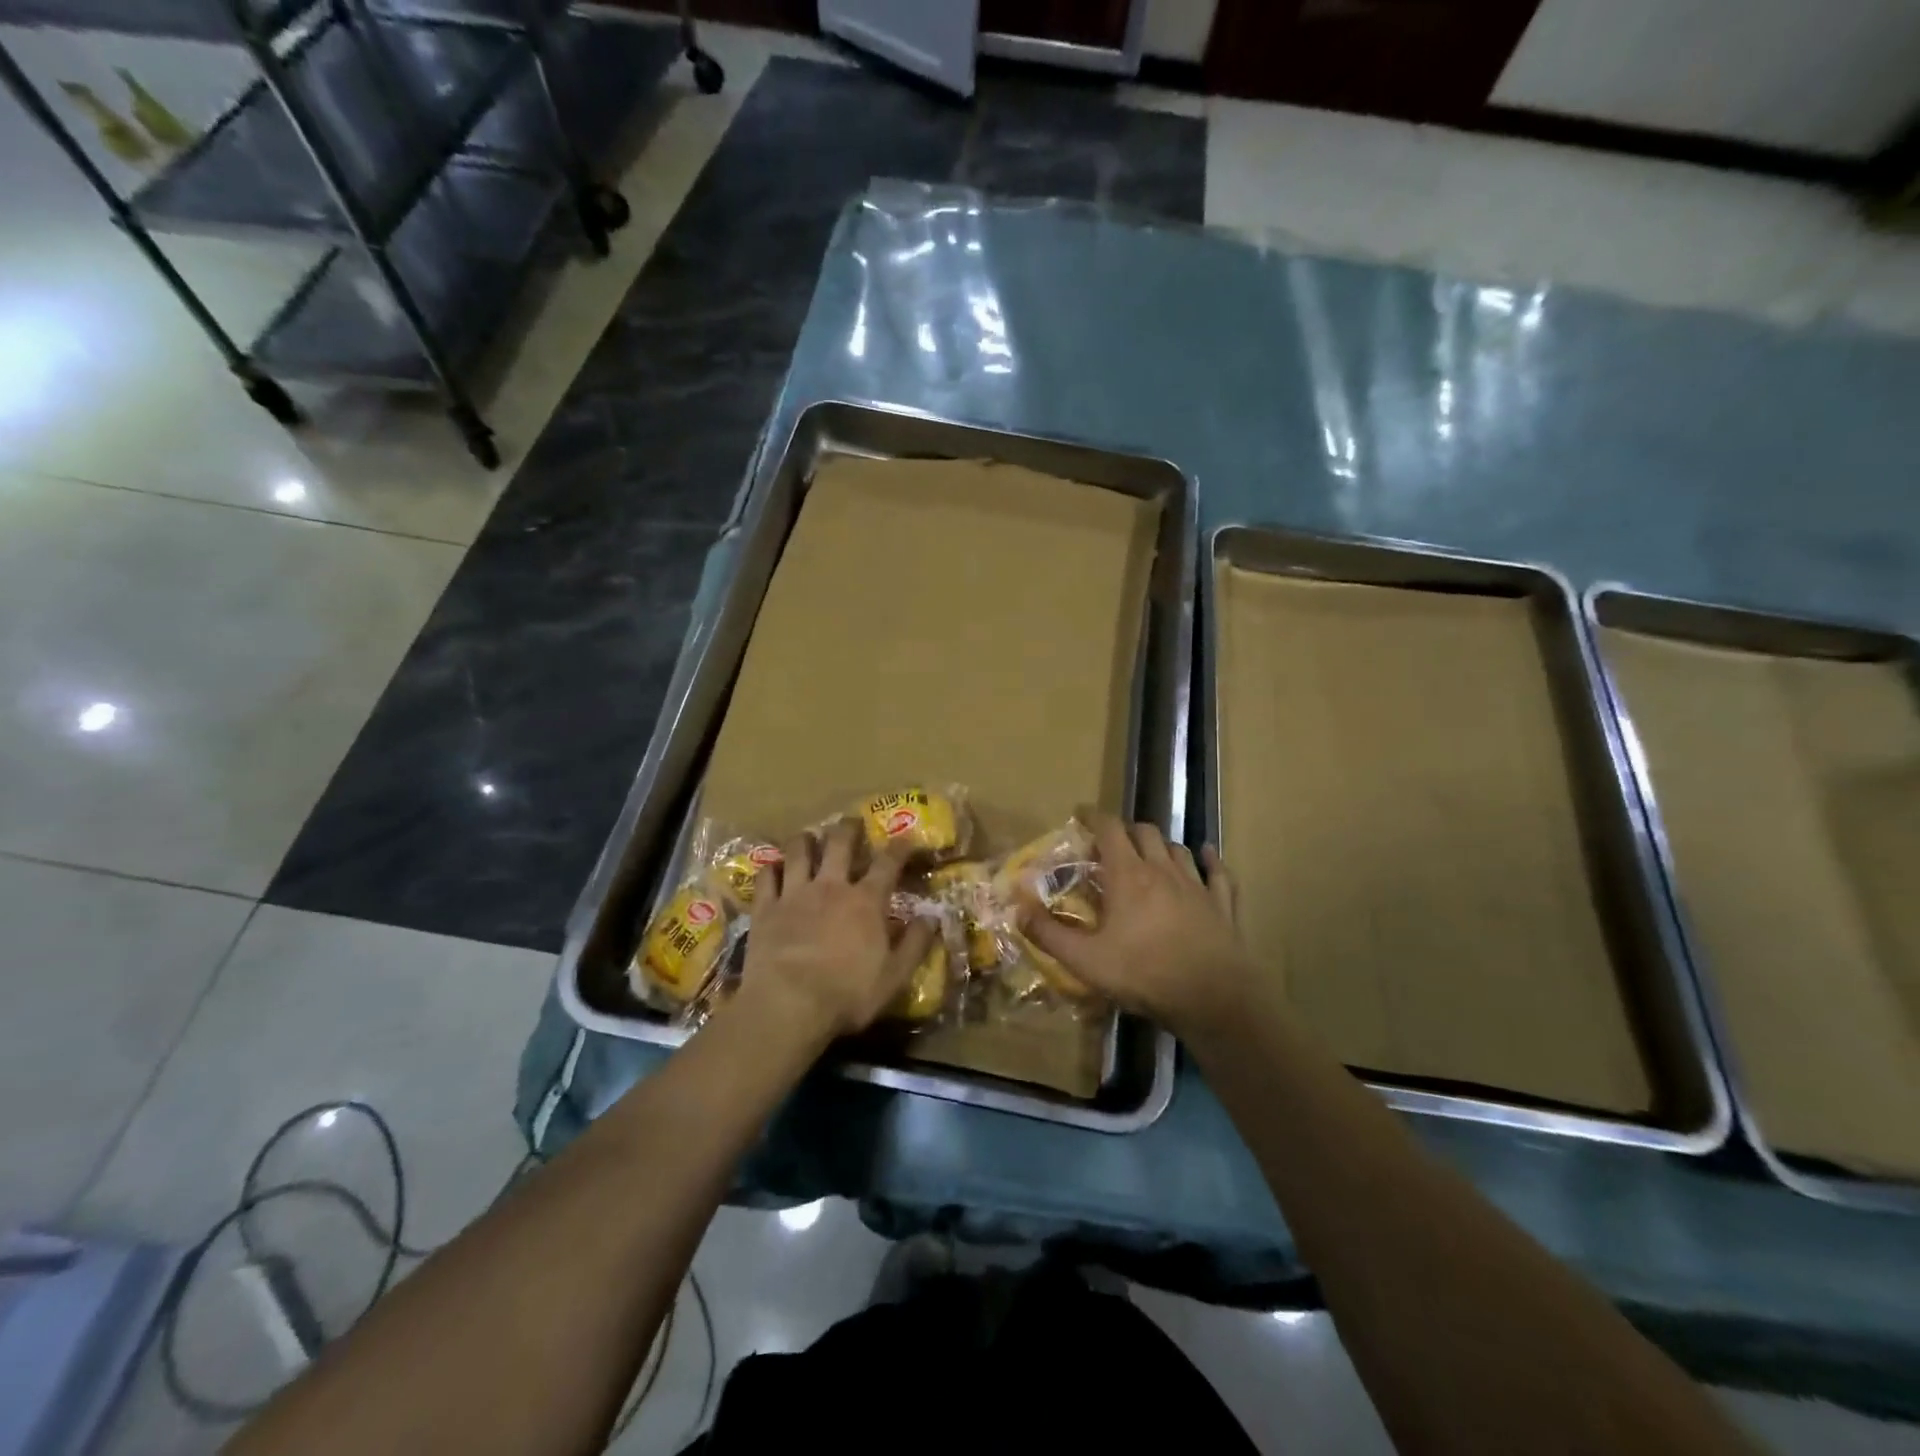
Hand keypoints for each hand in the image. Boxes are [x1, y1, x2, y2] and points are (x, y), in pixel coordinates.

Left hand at [733, 820, 934, 1044]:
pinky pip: (766, 877)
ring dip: (805, 840)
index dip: (899, 847)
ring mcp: (794, 893)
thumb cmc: (847, 994)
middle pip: (840, 843)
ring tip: (808, 837)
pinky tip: (773, 867)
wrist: (788, 1005)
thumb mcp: (894, 976)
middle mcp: (831, 886)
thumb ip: (915, 944)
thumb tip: (932, 917)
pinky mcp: (765, 908)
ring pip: (799, 851)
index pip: (888, 863)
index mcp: (866, 901)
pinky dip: (770, 868)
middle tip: (852, 822)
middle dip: (848, 828)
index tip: (906, 838)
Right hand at [1023, 812, 1252, 1037]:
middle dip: (1126, 831)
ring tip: (1149, 853)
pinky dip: (1210, 860)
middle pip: (1145, 832)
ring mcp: (1197, 886)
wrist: (1212, 998)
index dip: (1094, 817)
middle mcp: (1163, 870)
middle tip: (1111, 844)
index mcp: (1128, 876)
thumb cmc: (1144, 974)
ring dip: (1161, 845)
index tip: (1081, 814)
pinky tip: (1206, 855)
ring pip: (1178, 849)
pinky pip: (1218, 873)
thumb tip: (1018, 909)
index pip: (1110, 829)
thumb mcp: (1085, 960)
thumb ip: (1049, 934)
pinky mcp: (1222, 905)